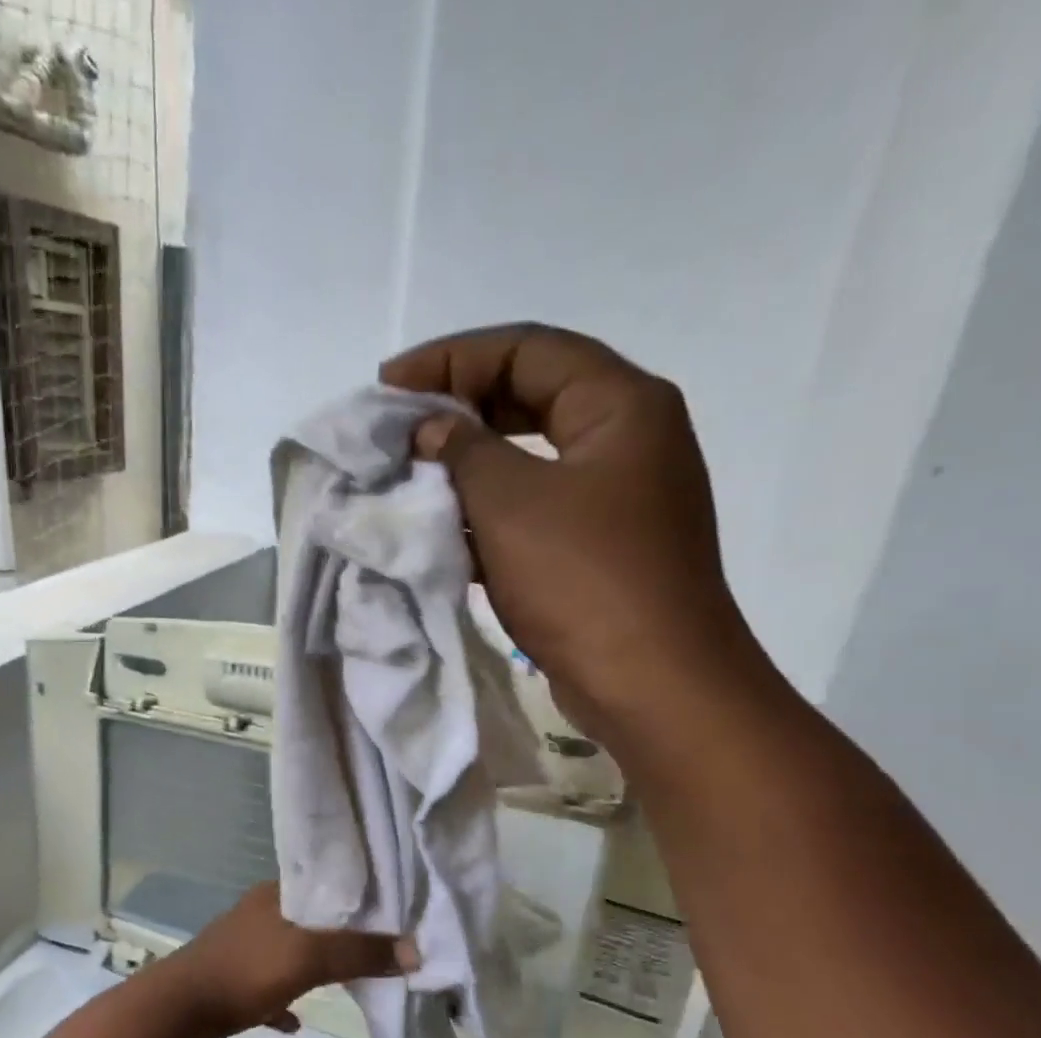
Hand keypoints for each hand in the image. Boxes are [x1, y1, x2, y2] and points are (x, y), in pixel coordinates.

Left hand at [149, 883, 405, 1037]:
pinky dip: (284, 1000)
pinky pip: (267, 987)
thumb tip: (415, 951)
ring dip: (314, 968)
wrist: (176, 1012)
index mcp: (275, 894)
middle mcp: (259, 913)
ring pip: (290, 953)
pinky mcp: (230, 980)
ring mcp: (242, 947)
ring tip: (348, 982)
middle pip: (311, 921)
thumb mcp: (308, 958)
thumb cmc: (244, 972)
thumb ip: (359, 952)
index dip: (359, 899)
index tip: (392, 915)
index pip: (326, 885)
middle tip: (379, 953)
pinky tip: (296, 1022)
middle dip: (341, 938)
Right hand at [380, 323, 765, 740]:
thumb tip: (432, 430)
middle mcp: (627, 439)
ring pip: (531, 458)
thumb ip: (464, 451)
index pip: (527, 349)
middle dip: (459, 408)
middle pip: (531, 397)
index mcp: (621, 405)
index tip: (389, 387)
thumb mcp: (511, 503)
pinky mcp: (600, 547)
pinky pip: (535, 509)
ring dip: (470, 464)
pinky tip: (443, 528)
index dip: (451, 359)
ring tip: (409, 475)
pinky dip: (489, 511)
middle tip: (398, 427)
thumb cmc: (584, 579)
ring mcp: (617, 497)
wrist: (651, 683)